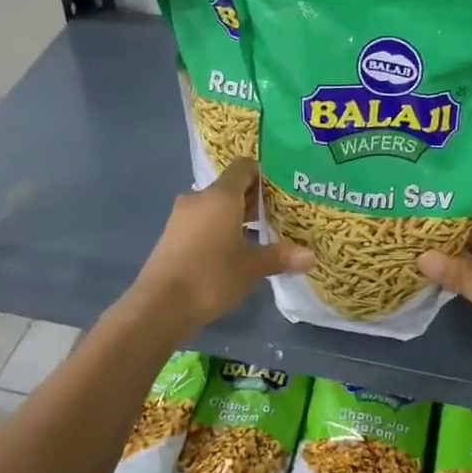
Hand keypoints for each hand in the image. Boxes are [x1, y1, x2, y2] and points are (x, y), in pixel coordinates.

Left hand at [130, 160, 311, 332]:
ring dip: (235, 217)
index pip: (243, 167)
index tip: (281, 192)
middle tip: (278, 216)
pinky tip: (231, 252)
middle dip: (253, 200)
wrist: (160, 305)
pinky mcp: (172, 235)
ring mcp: (181, 216)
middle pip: (230, 187)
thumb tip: (311, 255)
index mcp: (220, 196)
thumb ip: (280, 256)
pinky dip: (218, 229)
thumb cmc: (211, 276)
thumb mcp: (251, 268)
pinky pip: (201, 222)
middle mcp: (199, 198)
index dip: (263, 175)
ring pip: (215, 206)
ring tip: (258, 236)